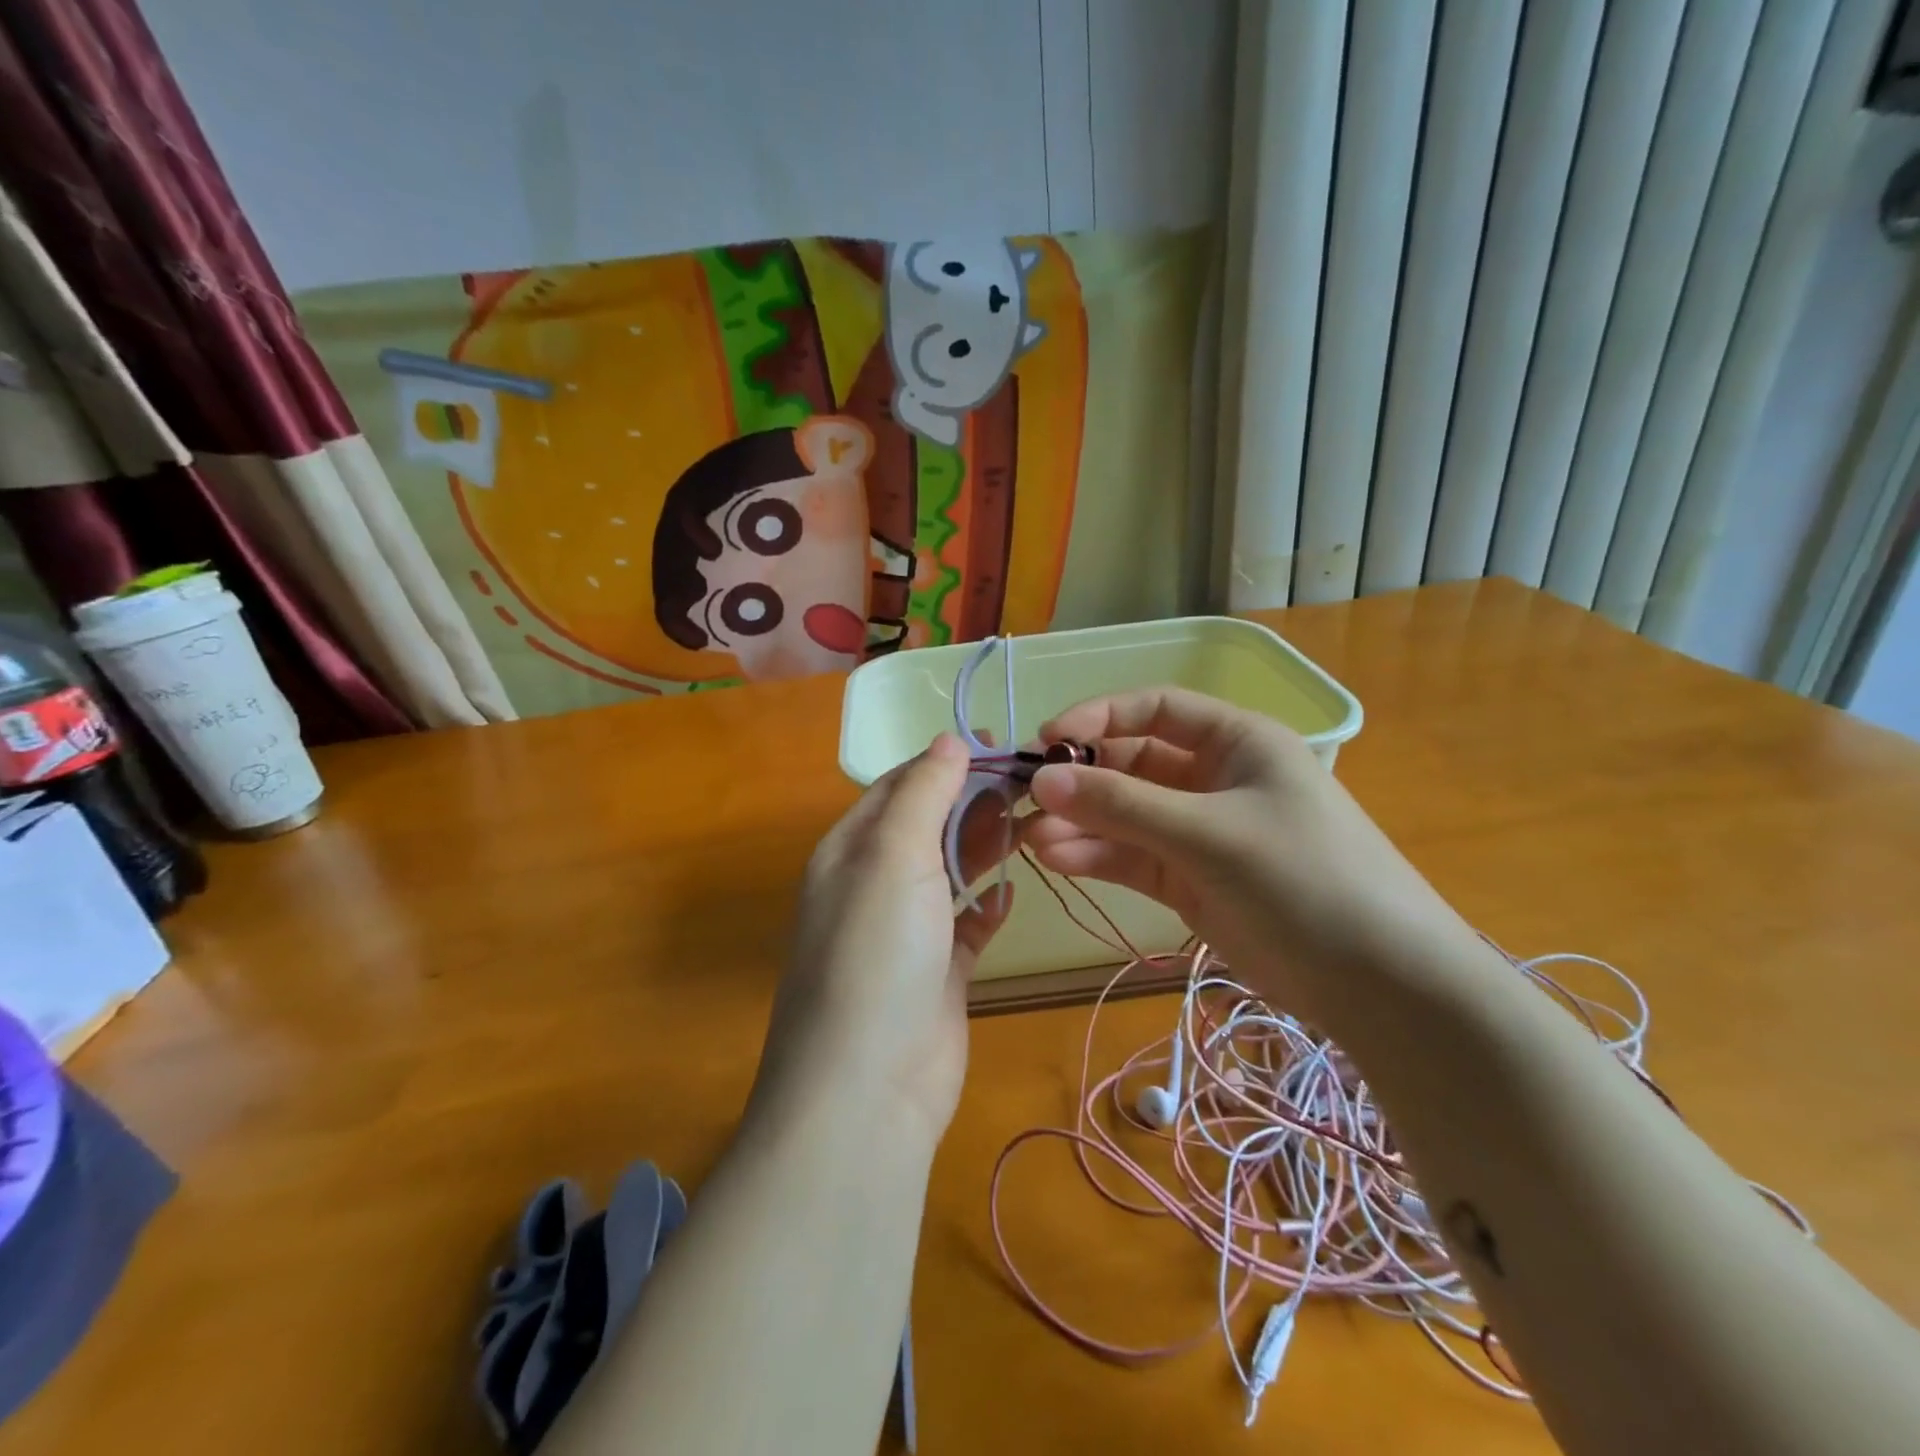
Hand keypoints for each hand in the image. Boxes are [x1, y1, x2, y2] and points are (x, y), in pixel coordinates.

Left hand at [751, 735, 1012, 1146]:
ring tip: (1034, 821)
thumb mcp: (894, 855)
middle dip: (974, 800)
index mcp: (851, 849)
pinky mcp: (938, 973)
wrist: (869, 1088)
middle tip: (1031, 783)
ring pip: (950, 871)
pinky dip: (987, 905)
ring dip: (986, 846)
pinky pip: (966, 924)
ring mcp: (906, 931)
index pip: (900, 786)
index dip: (946, 760)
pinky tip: (1013, 893)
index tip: (1001, 744)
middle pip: (929, 825)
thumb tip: (948, 738)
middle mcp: (873, 884)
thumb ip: (923, 793)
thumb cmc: (877, 952)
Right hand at [1023, 689, 1470, 1024]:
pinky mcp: (1189, 880)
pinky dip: (1096, 856)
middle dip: (1081, 780)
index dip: (1098, 718)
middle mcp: (1214, 778)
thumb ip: (1122, 805)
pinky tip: (1057, 860)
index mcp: (1236, 741)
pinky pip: (1131, 856)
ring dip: (1080, 823)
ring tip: (1030, 840)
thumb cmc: (1304, 877)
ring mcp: (1199, 832)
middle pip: (1132, 763)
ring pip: (1125, 815)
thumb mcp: (1209, 832)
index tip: (1047, 741)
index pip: (1154, 709)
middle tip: (1027, 799)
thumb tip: (1040, 780)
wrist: (1377, 981)